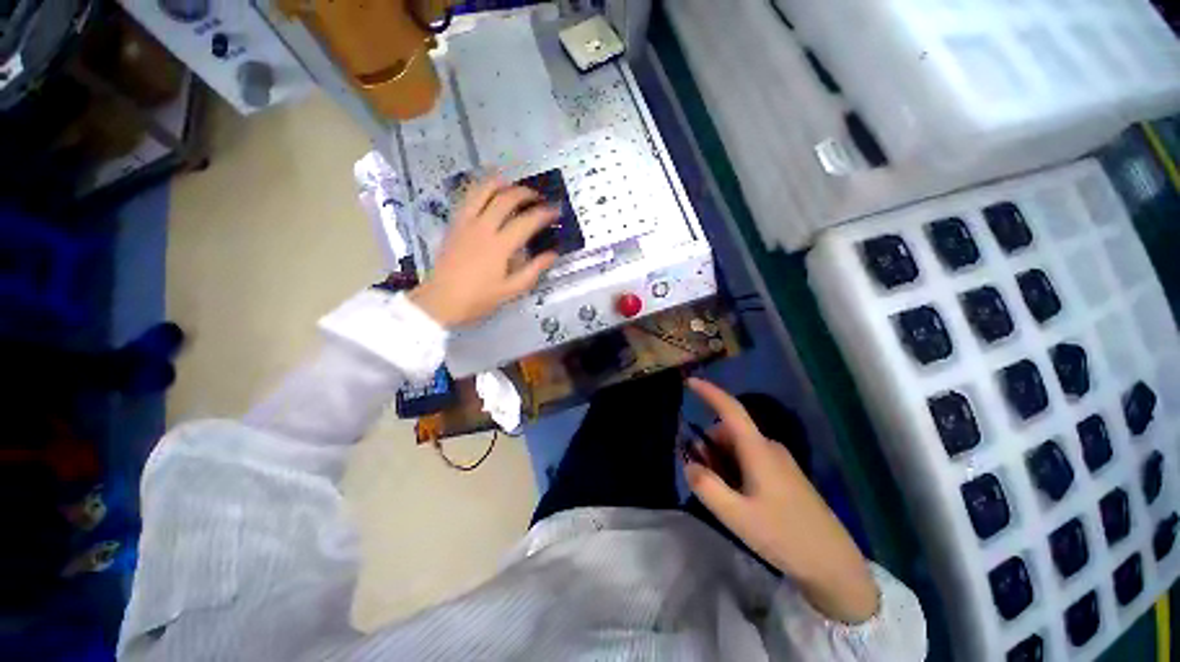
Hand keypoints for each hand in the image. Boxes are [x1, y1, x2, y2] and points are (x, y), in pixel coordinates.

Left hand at [409, 178, 558, 327]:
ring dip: (501, 183)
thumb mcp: (511, 290)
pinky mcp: (454, 224)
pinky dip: (480, 189)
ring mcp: (465, 223)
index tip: (556, 211)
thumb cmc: (478, 299)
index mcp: (499, 246)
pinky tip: (488, 191)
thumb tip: (553, 254)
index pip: (526, 222)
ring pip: (483, 190)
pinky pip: (467, 198)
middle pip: (506, 199)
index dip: (544, 213)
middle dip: (526, 193)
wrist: (440, 300)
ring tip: (513, 185)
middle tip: (538, 198)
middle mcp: (483, 228)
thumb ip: (534, 270)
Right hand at [684, 378, 879, 623]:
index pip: (730, 409)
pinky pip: (750, 458)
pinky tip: (738, 498)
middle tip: (701, 476)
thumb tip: (689, 464)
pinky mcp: (784, 474)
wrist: (834, 564)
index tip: (689, 381)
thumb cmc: (784, 536)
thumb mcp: (736, 515)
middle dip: (709, 445)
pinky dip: (734, 468)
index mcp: (758, 449)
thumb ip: (706, 486)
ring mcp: (779, 460)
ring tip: (722, 495)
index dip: (709, 391)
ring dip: (721, 460)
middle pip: (728, 432)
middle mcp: (769, 447)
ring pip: (738, 446)